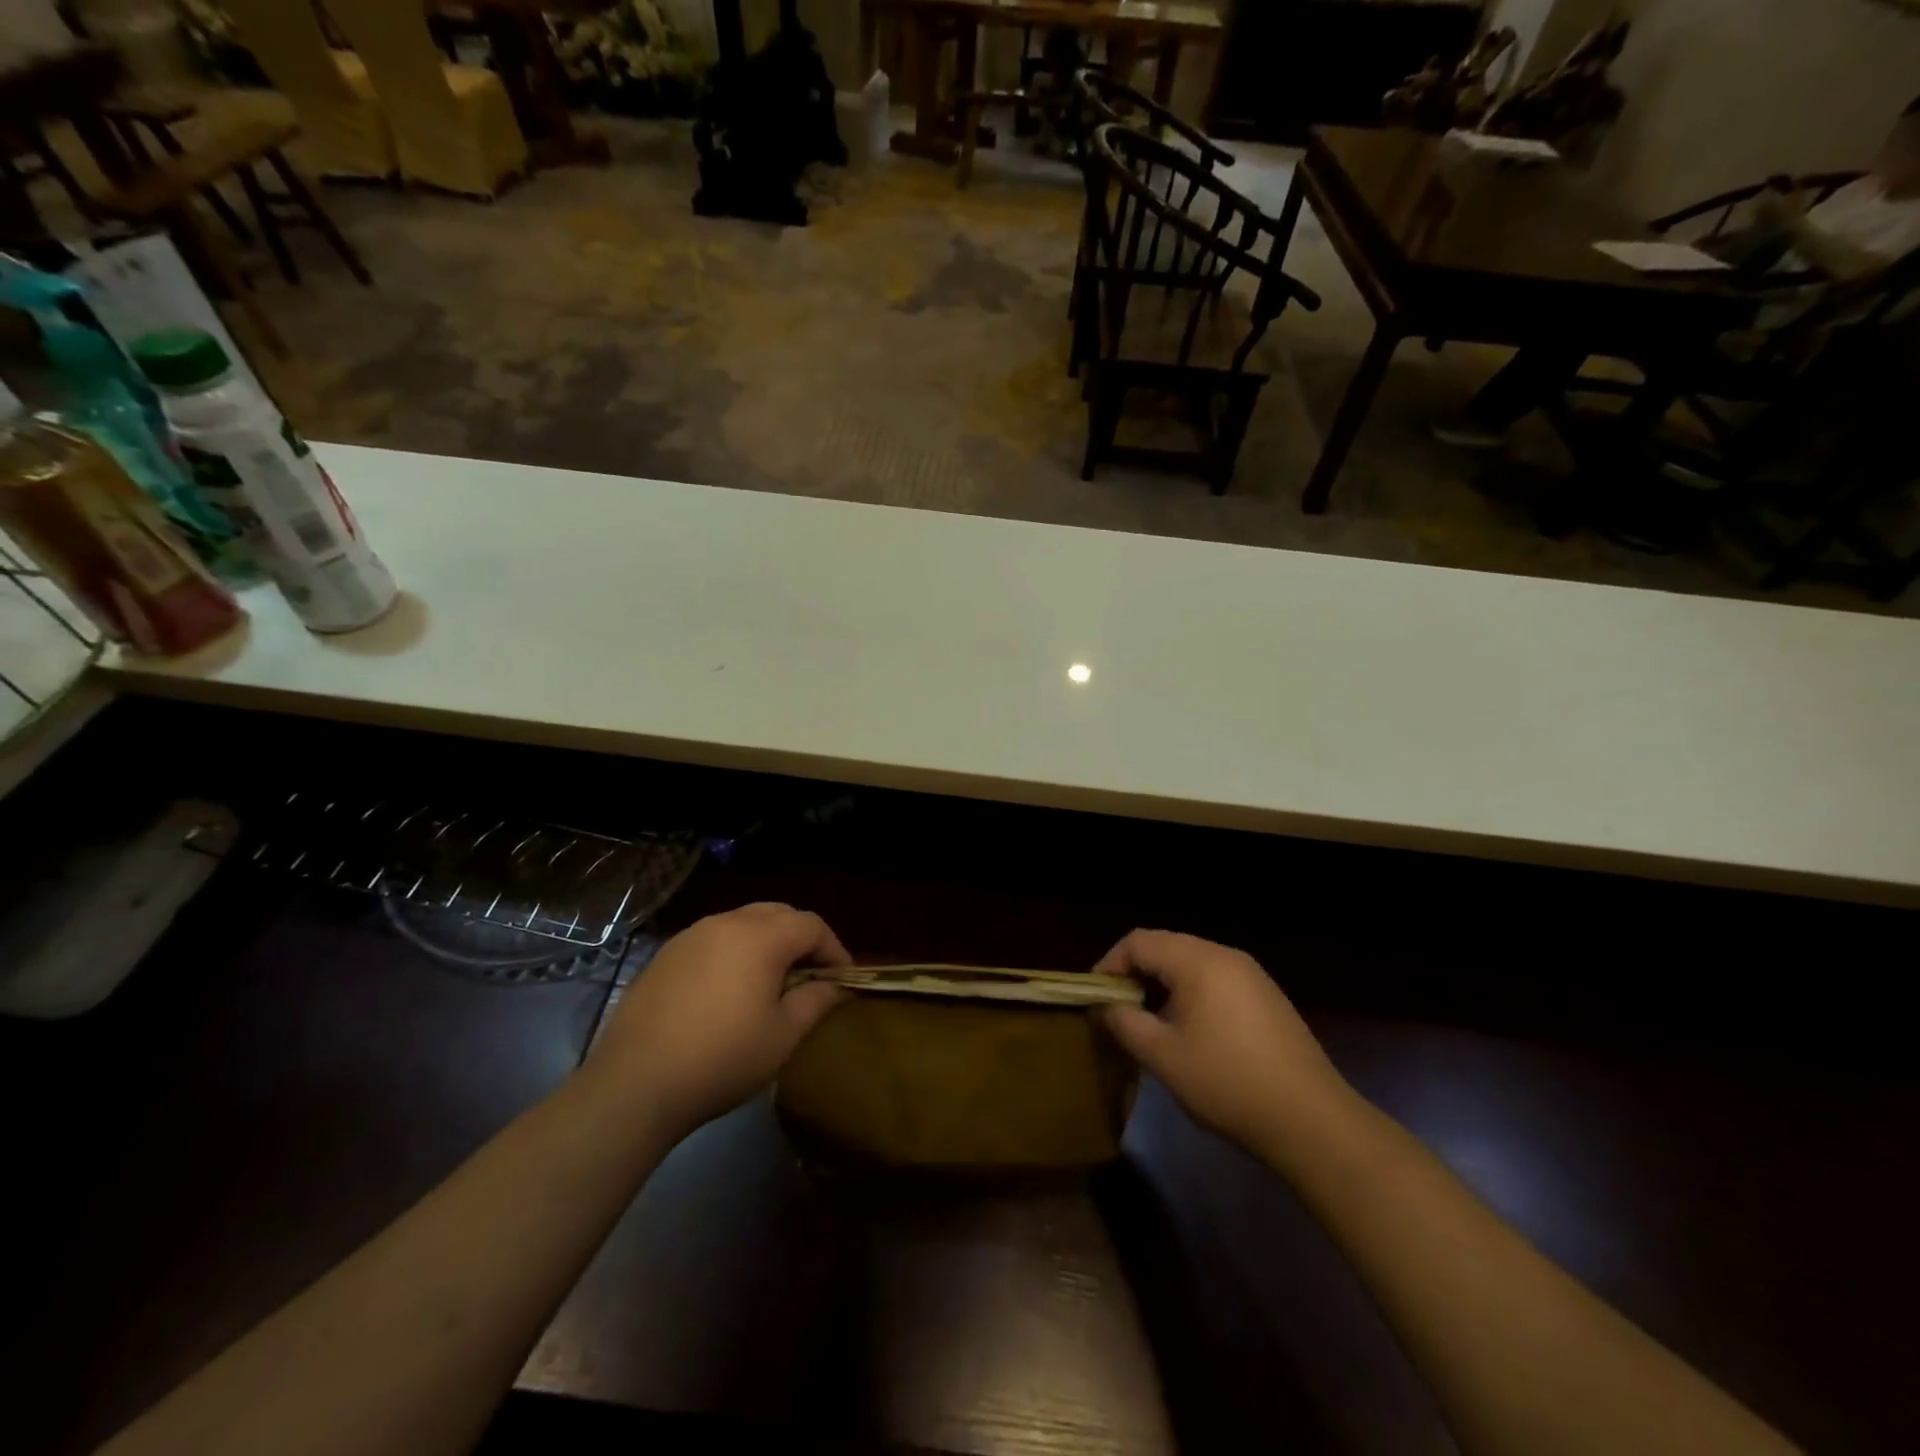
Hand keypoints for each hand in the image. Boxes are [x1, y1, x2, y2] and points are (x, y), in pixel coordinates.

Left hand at [587, 902, 850, 1142]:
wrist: (634, 1083)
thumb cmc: (722, 1058)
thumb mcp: (782, 1036)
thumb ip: (815, 1001)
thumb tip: (837, 986)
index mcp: (761, 937)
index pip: (811, 925)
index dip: (833, 949)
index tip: (842, 979)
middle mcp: (726, 922)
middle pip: (777, 914)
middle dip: (800, 939)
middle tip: (810, 975)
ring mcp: (691, 936)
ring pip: (742, 923)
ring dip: (765, 943)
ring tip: (770, 982)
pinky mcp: (665, 955)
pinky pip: (712, 940)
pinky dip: (732, 953)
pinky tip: (727, 991)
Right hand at [1094, 930, 1350, 1159]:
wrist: (1311, 1120)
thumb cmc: (1227, 1083)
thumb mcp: (1163, 1056)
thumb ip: (1125, 1023)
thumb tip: (1105, 1006)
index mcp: (1198, 961)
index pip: (1139, 941)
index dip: (1110, 964)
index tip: (1095, 997)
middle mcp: (1225, 955)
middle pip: (1166, 947)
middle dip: (1135, 974)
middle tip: (1117, 1009)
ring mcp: (1251, 975)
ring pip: (1191, 963)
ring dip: (1162, 985)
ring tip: (1147, 1022)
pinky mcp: (1267, 997)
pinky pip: (1215, 980)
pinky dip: (1190, 994)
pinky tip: (1188, 1031)